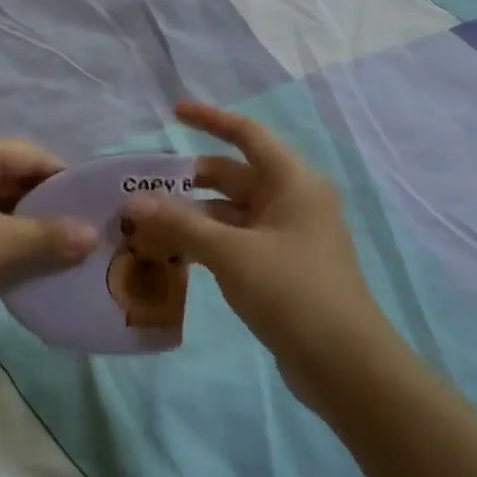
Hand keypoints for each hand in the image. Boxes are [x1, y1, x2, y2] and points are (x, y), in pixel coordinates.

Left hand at [0, 134, 96, 332]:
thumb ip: (48, 236)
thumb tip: (94, 236)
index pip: (30, 154)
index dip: (65, 180)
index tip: (93, 209)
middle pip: (10, 174)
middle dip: (44, 204)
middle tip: (78, 234)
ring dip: (20, 222)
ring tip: (53, 249)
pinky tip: (13, 256)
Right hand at [123, 103, 389, 408]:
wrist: (344, 364)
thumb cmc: (292, 291)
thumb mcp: (231, 253)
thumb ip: (179, 224)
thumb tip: (132, 204)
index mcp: (292, 182)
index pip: (247, 135)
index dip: (210, 119)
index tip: (173, 112)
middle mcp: (291, 201)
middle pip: (232, 176)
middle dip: (187, 180)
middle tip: (141, 188)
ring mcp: (286, 236)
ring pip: (229, 213)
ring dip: (191, 216)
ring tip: (144, 225)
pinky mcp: (279, 268)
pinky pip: (234, 241)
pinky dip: (204, 242)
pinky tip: (171, 255)